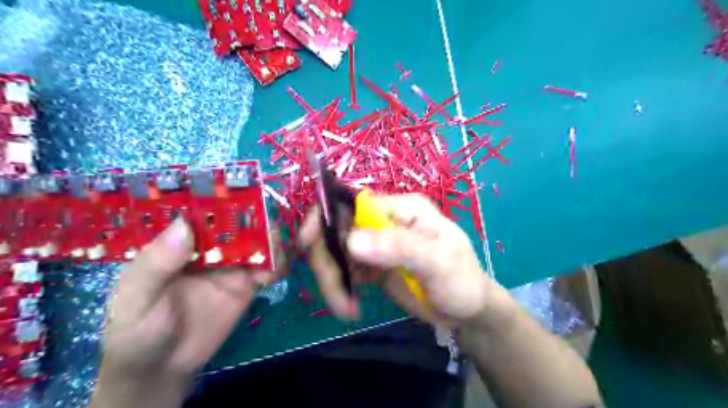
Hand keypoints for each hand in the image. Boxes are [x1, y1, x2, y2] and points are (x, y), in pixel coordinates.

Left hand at [93, 219, 289, 406]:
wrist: (164, 368)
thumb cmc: (138, 328)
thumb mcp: (136, 296)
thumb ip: (157, 263)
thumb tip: (185, 224)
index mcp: (181, 242)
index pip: (204, 213)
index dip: (222, 200)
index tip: (243, 192)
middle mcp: (210, 248)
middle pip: (238, 224)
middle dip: (256, 219)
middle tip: (270, 223)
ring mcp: (232, 265)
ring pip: (258, 243)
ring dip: (272, 240)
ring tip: (278, 247)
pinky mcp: (248, 284)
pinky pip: (268, 268)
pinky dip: (278, 264)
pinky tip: (278, 271)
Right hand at [301, 191, 506, 327]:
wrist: (467, 311)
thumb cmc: (461, 280)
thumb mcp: (438, 261)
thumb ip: (399, 247)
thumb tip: (350, 241)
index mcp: (402, 208)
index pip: (354, 203)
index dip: (326, 218)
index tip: (307, 243)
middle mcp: (386, 221)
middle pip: (338, 229)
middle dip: (328, 260)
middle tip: (335, 294)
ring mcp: (377, 244)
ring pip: (336, 253)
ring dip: (333, 280)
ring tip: (346, 309)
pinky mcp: (372, 265)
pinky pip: (345, 271)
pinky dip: (340, 288)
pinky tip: (351, 307)